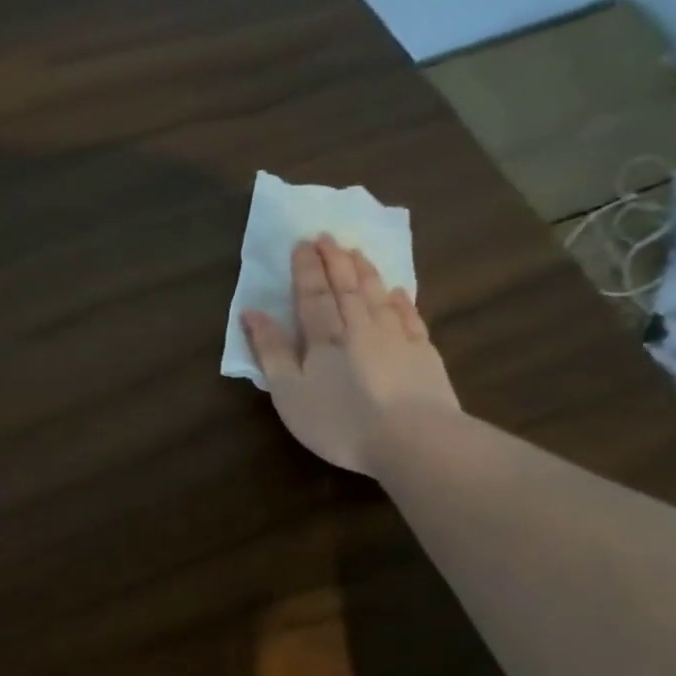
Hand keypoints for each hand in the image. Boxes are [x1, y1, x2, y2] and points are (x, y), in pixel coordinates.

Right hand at [242, 235, 459, 476]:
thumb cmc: (339, 421)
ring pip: (377, 296)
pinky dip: (402, 301)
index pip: (312, 295)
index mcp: (324, 339)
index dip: (306, 269)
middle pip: (346, 288)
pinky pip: (410, 317)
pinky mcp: (423, 355)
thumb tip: (252, 313)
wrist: (413, 439)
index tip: (302, 243)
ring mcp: (396, 339)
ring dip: (365, 272)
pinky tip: (398, 291)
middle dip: (334, 261)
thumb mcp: (290, 393)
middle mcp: (360, 328)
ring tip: (357, 252)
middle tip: (328, 236)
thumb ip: (271, 352)